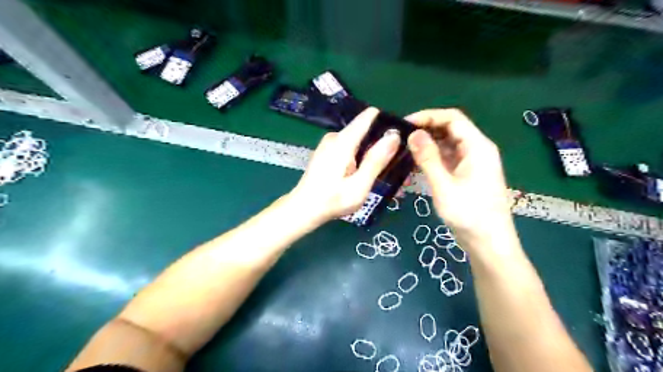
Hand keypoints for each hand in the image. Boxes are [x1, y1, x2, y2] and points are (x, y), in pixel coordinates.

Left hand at [288, 107, 394, 223]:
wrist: (304, 209)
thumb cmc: (332, 201)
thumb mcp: (359, 186)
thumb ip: (375, 160)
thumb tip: (394, 136)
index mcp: (343, 141)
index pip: (369, 116)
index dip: (387, 124)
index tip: (401, 139)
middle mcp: (336, 136)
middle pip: (366, 130)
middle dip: (382, 145)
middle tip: (395, 166)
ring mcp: (330, 143)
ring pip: (359, 141)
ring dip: (372, 154)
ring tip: (383, 175)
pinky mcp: (328, 151)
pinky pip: (350, 148)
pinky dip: (360, 158)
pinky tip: (365, 175)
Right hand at [404, 109, 510, 238]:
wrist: (489, 243)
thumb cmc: (469, 215)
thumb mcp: (444, 186)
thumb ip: (428, 158)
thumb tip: (413, 133)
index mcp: (477, 147)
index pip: (452, 118)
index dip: (428, 116)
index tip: (405, 123)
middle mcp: (477, 149)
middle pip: (451, 128)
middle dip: (426, 128)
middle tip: (401, 136)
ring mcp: (472, 162)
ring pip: (448, 143)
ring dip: (428, 142)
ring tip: (405, 147)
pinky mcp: (467, 173)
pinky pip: (448, 157)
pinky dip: (433, 156)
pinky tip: (417, 161)